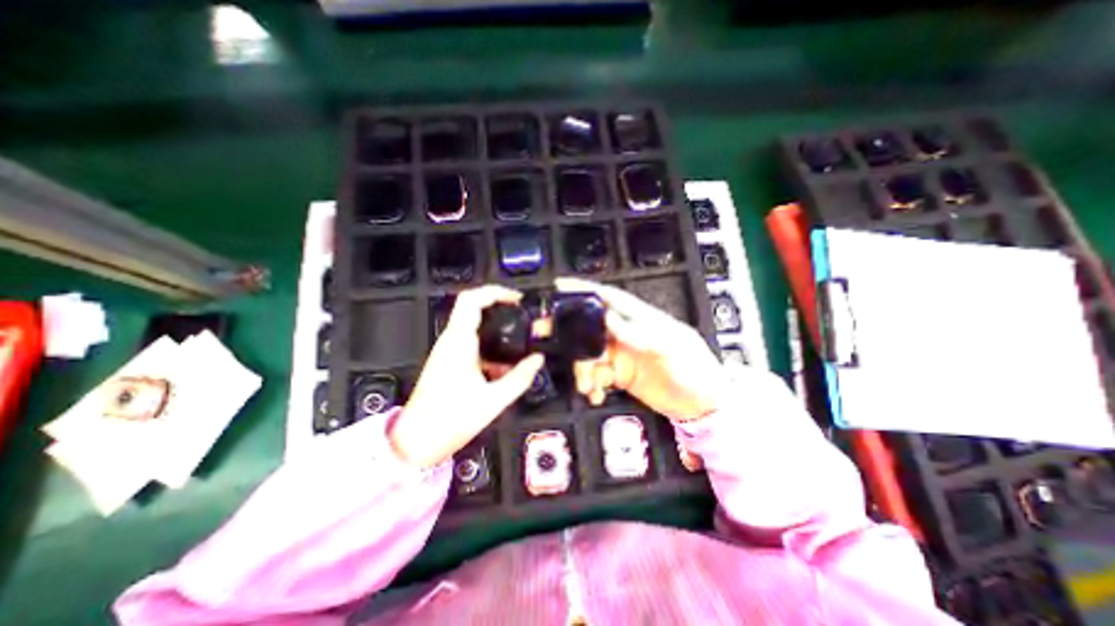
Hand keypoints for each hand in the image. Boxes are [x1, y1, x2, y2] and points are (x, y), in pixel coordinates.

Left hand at [389, 286, 547, 467]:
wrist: (416, 441)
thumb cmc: (452, 419)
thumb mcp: (494, 399)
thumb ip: (520, 377)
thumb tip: (538, 359)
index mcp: (459, 343)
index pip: (472, 300)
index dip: (496, 292)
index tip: (517, 299)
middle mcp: (450, 341)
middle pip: (471, 307)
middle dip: (498, 305)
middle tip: (520, 313)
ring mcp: (447, 350)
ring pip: (471, 324)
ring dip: (494, 326)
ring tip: (517, 338)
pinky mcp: (447, 361)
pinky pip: (469, 342)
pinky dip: (488, 344)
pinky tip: (503, 364)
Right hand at [553, 277, 728, 419]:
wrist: (703, 406)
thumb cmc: (695, 370)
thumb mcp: (671, 348)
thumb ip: (640, 333)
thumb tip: (609, 318)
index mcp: (641, 319)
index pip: (609, 298)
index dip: (584, 289)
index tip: (559, 285)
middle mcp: (627, 334)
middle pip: (590, 326)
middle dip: (569, 331)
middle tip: (547, 337)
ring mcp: (622, 355)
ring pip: (589, 354)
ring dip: (582, 369)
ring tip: (587, 386)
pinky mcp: (620, 374)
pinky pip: (596, 375)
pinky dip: (591, 384)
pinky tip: (596, 394)